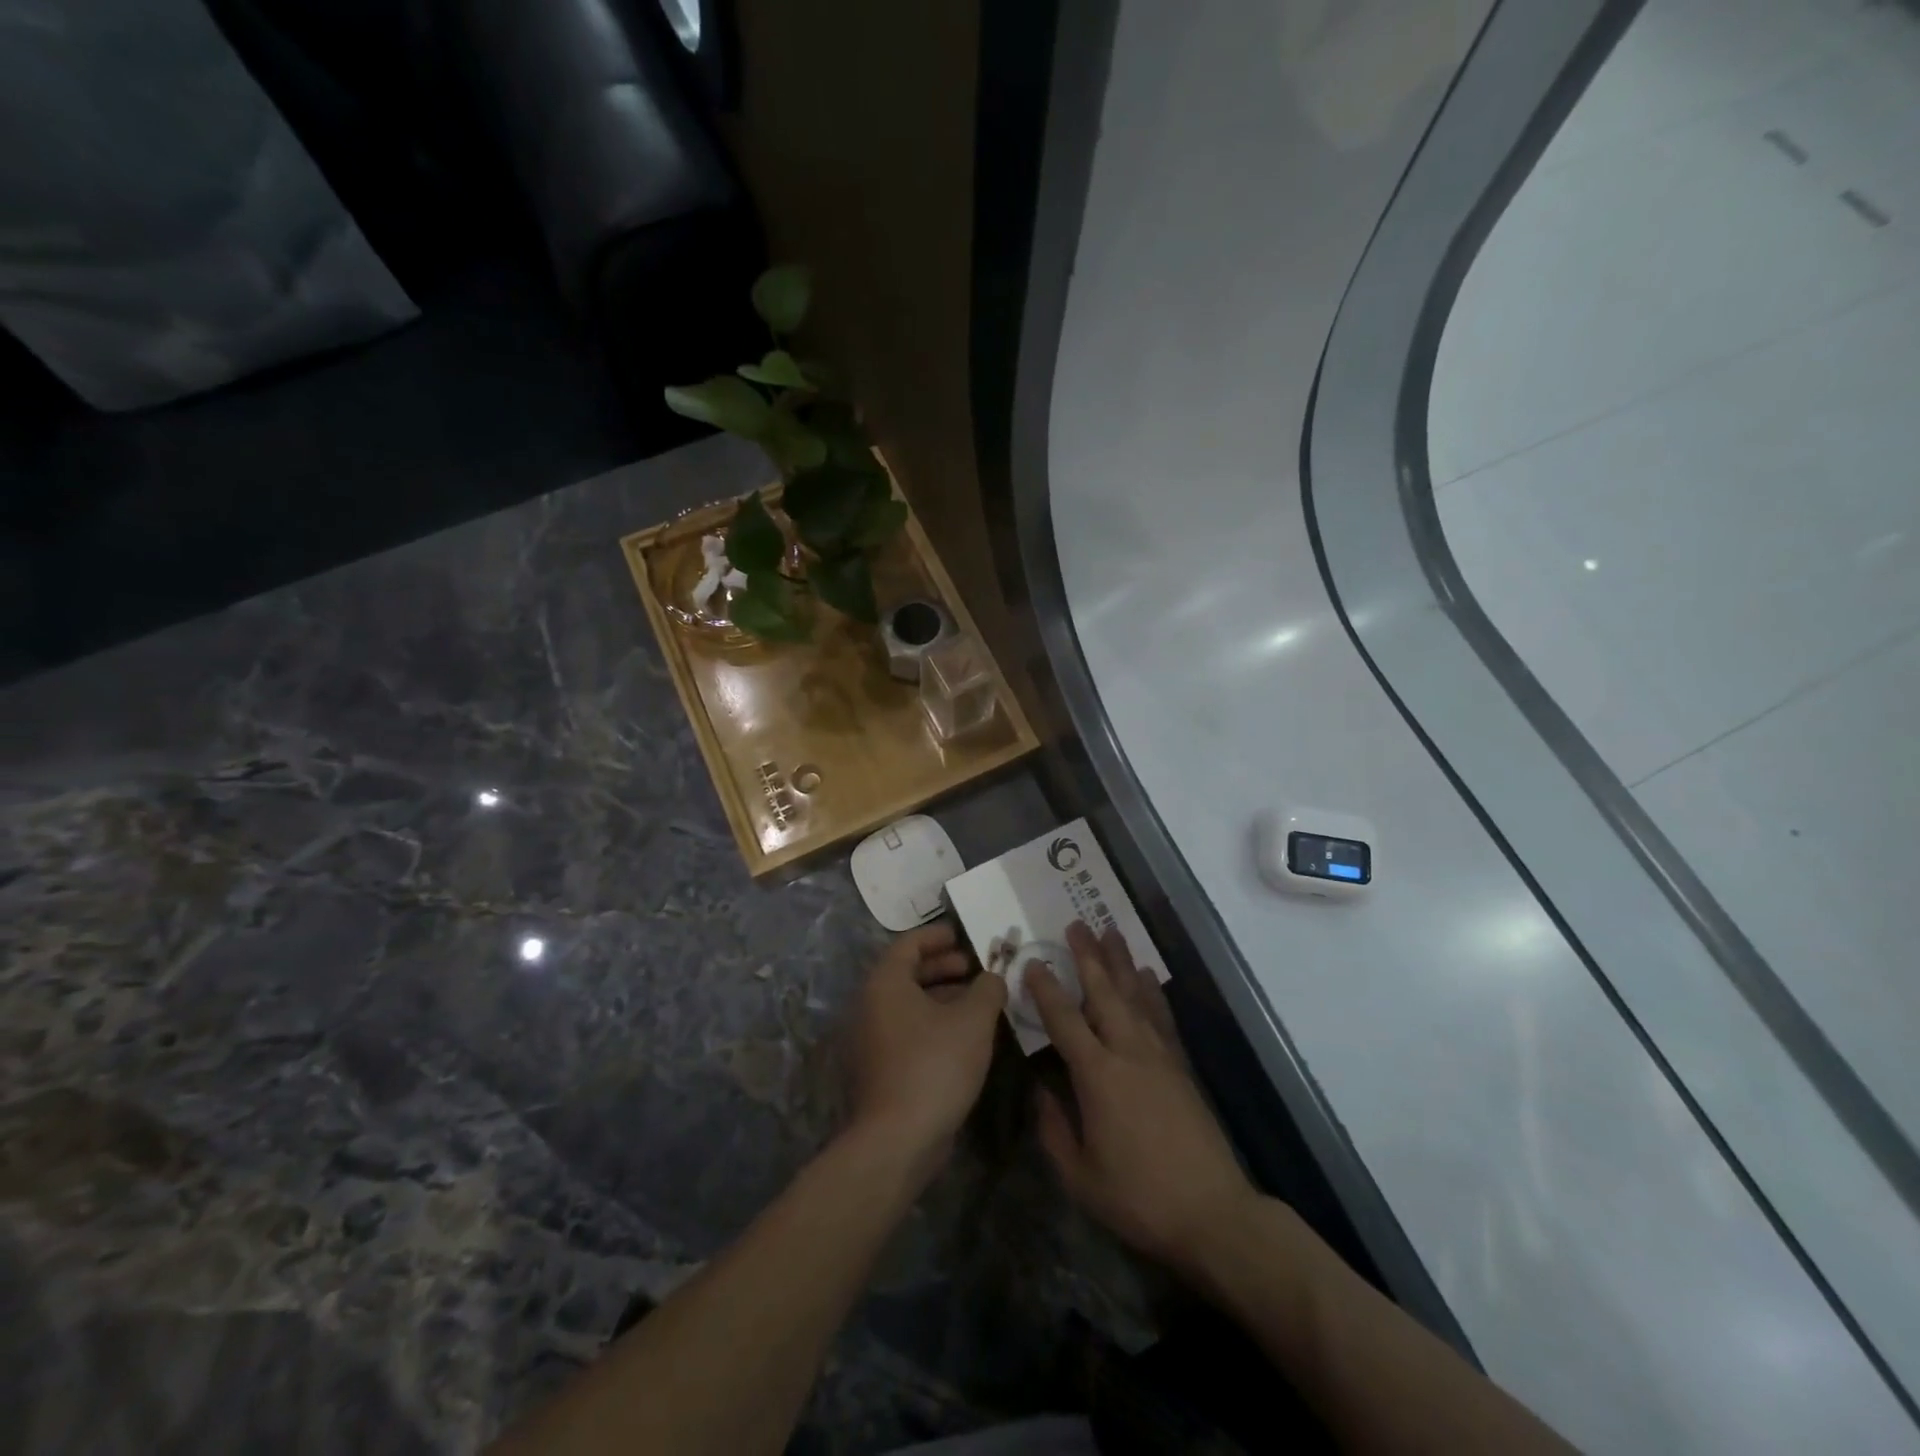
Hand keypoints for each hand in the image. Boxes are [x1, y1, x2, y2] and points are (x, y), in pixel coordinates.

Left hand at [845, 922, 1006, 1179]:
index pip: (909, 943)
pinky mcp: (880, 1067)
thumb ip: (987, 989)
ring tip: (978, 1002)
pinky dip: (933, 1022)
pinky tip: (963, 1036)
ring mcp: (873, 1039)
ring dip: (943, 997)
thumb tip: (993, 977)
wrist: (898, 1140)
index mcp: (885, 983)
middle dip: (944, 967)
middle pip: (907, 972)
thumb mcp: (972, 1020)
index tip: (963, 935)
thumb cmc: (934, 1065)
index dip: (938, 936)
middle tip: (975, 968)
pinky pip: (908, 1030)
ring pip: (909, 1004)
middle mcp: (871, 1005)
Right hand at [1030, 922, 1259, 1275]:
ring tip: (1110, 931)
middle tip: (1076, 924)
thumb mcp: (1080, 1176)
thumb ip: (1053, 1128)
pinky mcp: (1181, 1066)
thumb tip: (1039, 1089)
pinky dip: (1152, 992)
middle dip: (1087, 956)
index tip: (1032, 962)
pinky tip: (1146, 975)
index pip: (1064, 1020)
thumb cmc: (1138, 1198)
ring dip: (1121, 962)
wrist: (1212, 1213)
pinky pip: (1162, 1017)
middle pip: (1104, 992)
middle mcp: (1128, 1052)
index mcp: (1098, 1076)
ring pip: (1135, 996)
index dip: (1046, 989)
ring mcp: (1159, 1056)